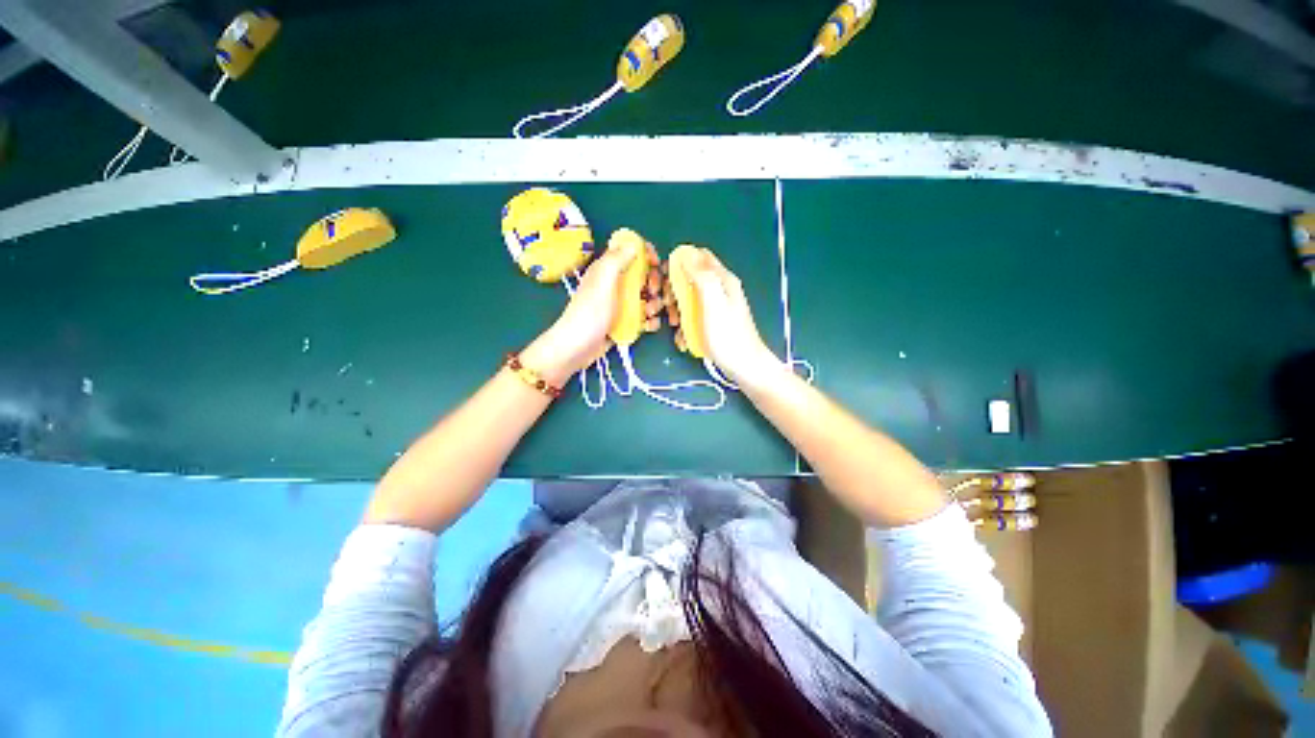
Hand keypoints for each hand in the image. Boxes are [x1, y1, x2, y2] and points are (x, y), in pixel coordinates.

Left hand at [522, 238, 662, 385]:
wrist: (577, 348)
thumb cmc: (590, 312)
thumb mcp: (603, 281)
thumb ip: (617, 259)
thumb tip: (633, 244)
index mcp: (608, 269)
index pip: (631, 251)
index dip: (646, 254)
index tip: (656, 265)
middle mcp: (615, 283)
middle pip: (643, 275)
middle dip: (654, 282)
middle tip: (653, 292)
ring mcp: (620, 304)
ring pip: (646, 297)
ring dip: (654, 303)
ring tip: (650, 313)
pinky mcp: (624, 322)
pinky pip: (643, 316)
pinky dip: (650, 320)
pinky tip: (650, 326)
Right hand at [667, 248, 781, 384]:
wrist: (744, 367)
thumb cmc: (728, 335)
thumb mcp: (713, 302)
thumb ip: (701, 276)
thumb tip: (686, 254)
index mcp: (722, 279)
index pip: (698, 257)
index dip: (678, 263)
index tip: (665, 278)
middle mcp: (719, 289)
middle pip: (689, 279)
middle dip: (674, 291)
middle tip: (667, 306)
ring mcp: (716, 308)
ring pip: (688, 300)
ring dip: (677, 312)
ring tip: (676, 326)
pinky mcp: (712, 324)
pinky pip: (693, 318)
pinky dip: (685, 327)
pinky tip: (684, 339)